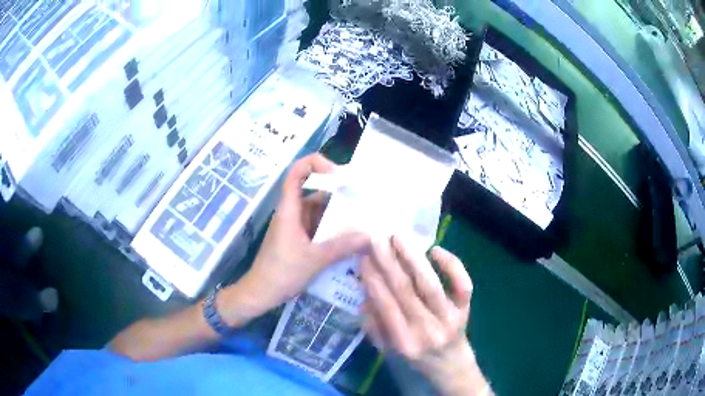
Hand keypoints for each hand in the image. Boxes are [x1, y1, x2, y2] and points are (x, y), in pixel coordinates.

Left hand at [220, 154, 368, 322]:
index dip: (315, 163)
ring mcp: (296, 226)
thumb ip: (342, 246)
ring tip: (363, 216)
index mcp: (290, 209)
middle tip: (363, 197)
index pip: (296, 173)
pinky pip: (318, 226)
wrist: (261, 293)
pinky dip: (333, 228)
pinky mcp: (299, 239)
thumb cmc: (282, 272)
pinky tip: (350, 236)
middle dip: (337, 192)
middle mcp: (293, 213)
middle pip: (314, 191)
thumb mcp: (314, 259)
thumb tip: (369, 236)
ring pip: (319, 211)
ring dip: (338, 212)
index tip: (338, 172)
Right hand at [361, 237, 490, 395]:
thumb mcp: (388, 349)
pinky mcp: (466, 309)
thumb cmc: (415, 356)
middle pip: (405, 291)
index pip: (386, 305)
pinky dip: (452, 265)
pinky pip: (462, 285)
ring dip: (412, 258)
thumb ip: (374, 325)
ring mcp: (449, 318)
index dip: (373, 280)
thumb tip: (365, 295)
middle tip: (376, 239)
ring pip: (429, 284)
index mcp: (404, 342)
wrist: (450, 364)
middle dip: (388, 263)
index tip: (363, 257)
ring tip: (398, 238)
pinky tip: (435, 250)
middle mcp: (427, 330)